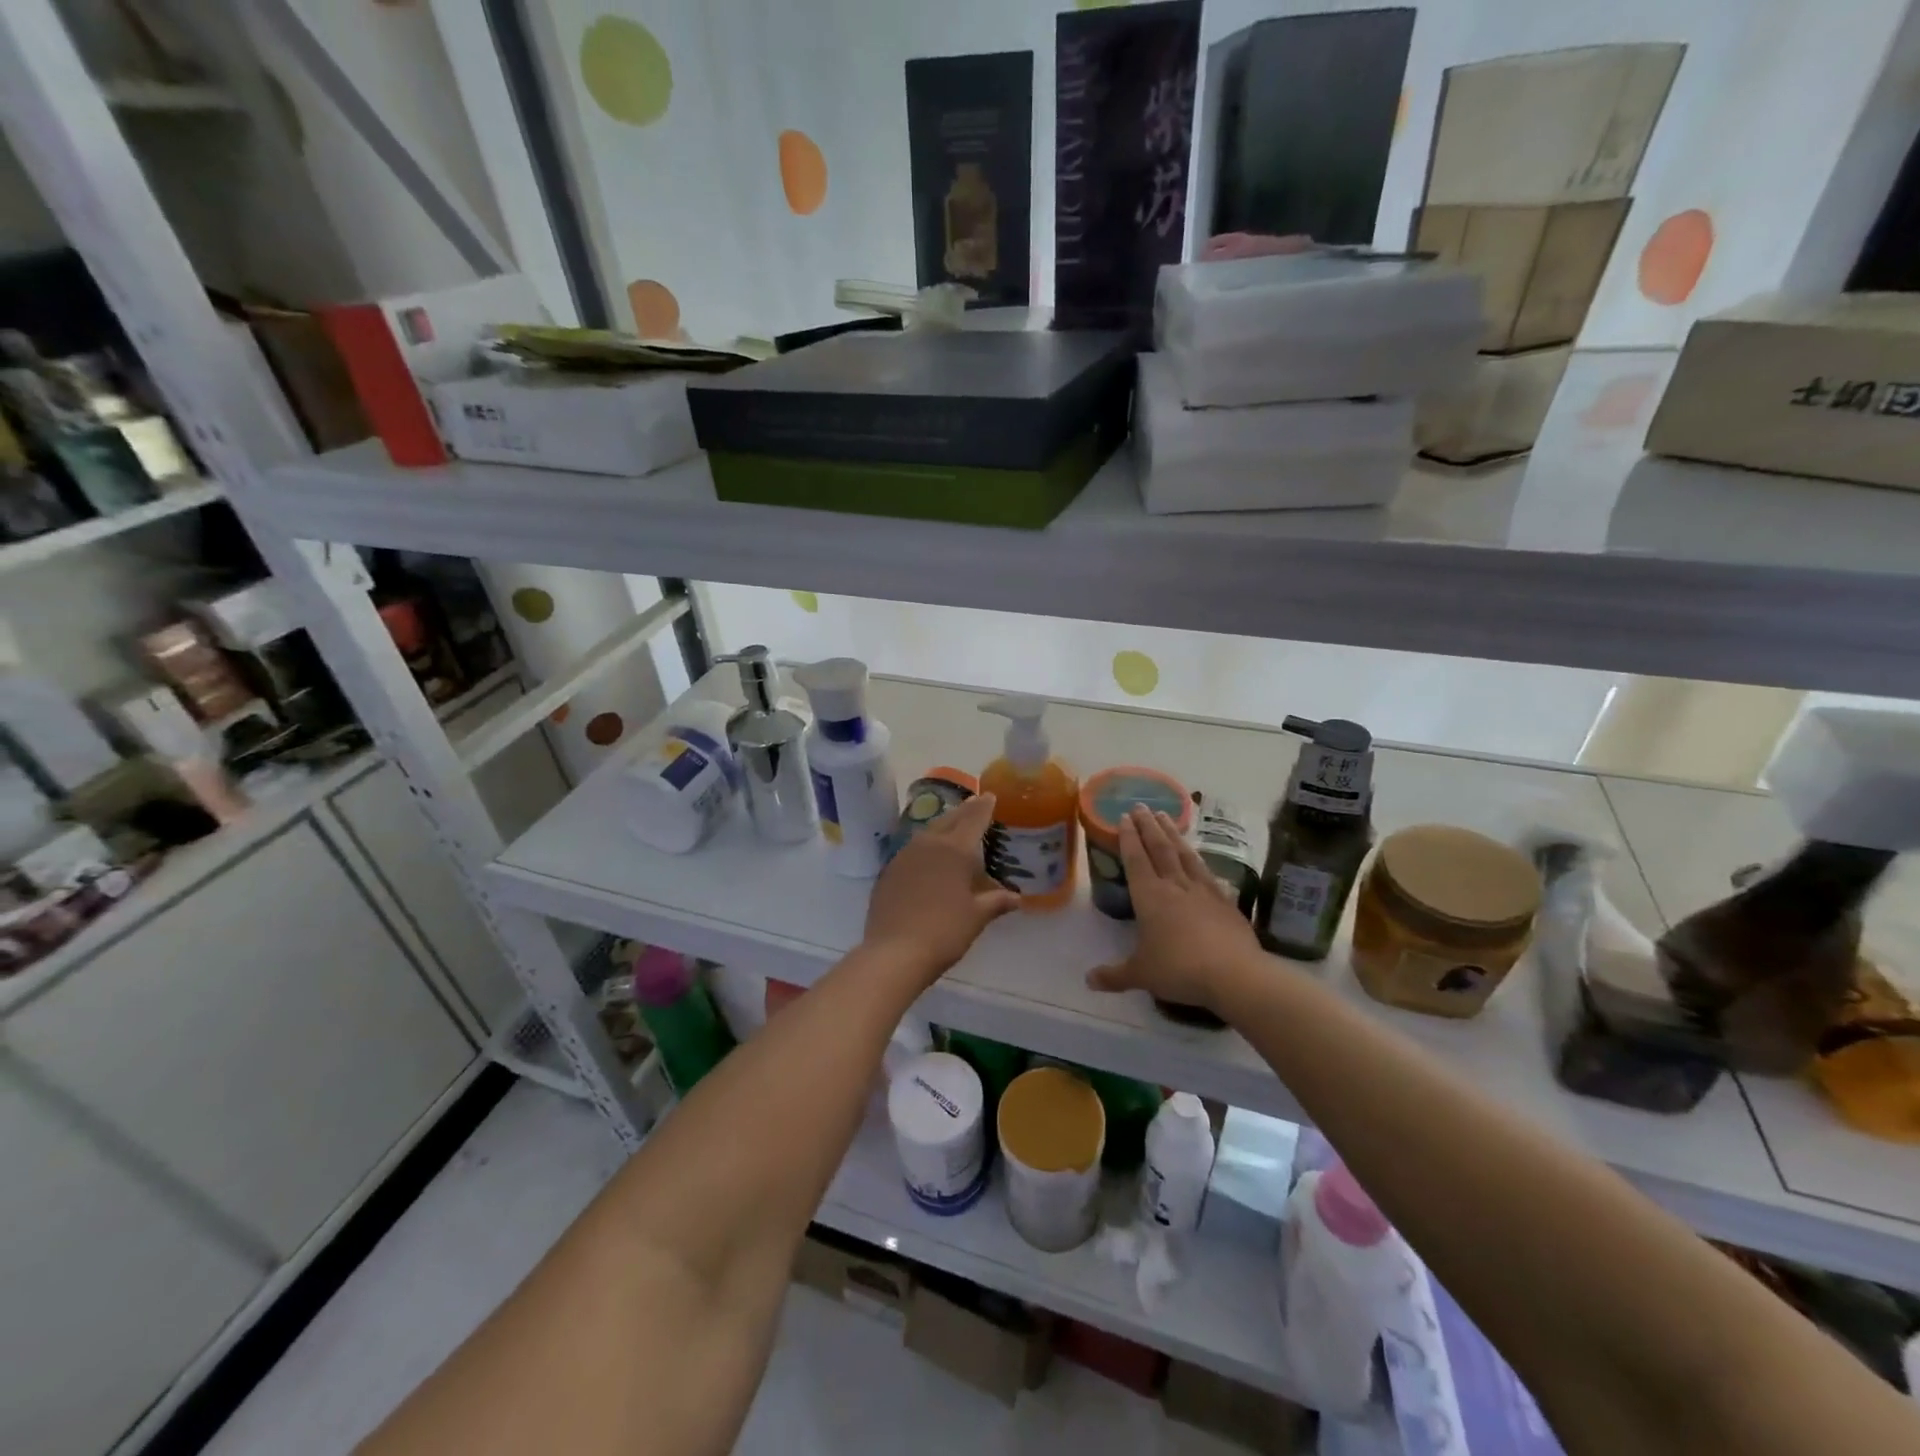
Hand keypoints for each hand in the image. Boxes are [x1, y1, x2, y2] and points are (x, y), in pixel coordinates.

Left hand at [863, 794, 1019, 983]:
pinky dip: (925, 846)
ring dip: (943, 826)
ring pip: (928, 832)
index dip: (984, 806)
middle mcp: (929, 844)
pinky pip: (912, 849)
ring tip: (953, 827)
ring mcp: (904, 856)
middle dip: (964, 811)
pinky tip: (929, 857)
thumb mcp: (977, 917)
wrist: (894, 952)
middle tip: (975, 804)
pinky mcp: (889, 871)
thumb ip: (996, 901)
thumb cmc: (944, 932)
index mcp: (955, 849)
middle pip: (949, 819)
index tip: (990, 795)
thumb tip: (1016, 898)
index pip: (974, 819)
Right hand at [1087, 806, 1259, 1012]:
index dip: (1128, 838)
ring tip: (1168, 817)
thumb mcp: (1141, 974)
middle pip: (1160, 849)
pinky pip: (1209, 874)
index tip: (1124, 816)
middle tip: (1142, 806)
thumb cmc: (1179, 969)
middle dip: (1149, 826)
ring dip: (1174, 834)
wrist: (1234, 974)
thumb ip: (1115, 975)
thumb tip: (1089, 980)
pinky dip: (1201, 863)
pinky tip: (1202, 860)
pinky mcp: (1226, 902)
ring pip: (1185, 855)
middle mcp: (1175, 886)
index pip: (1136, 860)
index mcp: (1150, 897)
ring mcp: (1203, 891)